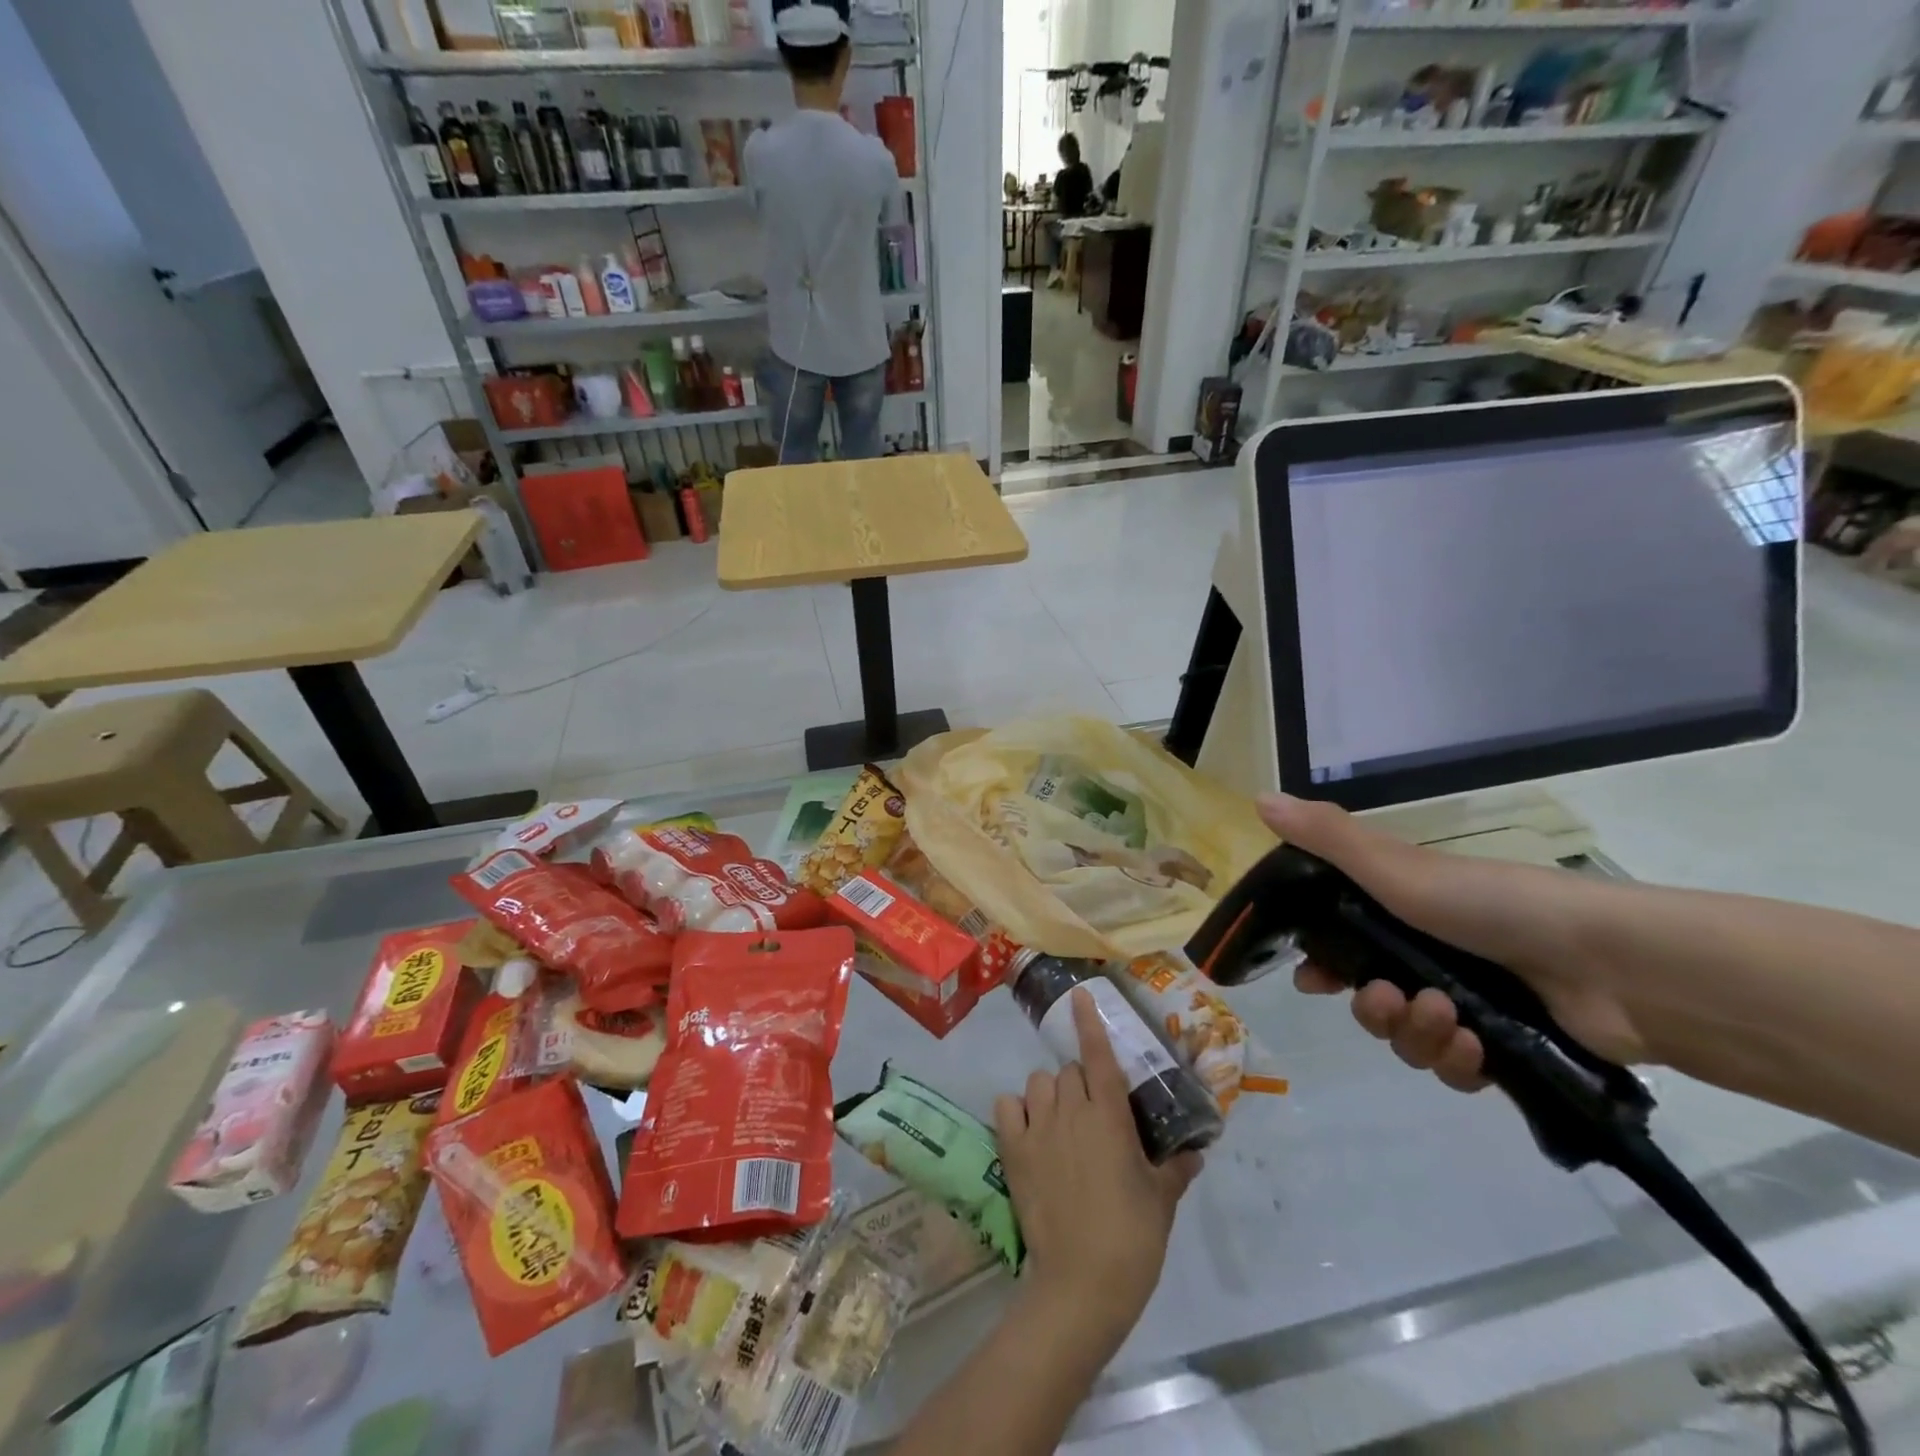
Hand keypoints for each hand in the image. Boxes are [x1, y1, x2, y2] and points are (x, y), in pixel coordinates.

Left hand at [995, 988, 1200, 1352]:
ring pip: (1038, 1082)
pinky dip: (1016, 1110)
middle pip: (1070, 1070)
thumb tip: (1195, 1153)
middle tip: (1093, 1113)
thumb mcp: (1162, 1200)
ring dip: (1050, 1093)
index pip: (1098, 1055)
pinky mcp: (1013, 1149)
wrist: (1082, 1282)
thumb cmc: (1132, 1237)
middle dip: (1081, 1082)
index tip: (1079, 995)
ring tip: (1060, 1122)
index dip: (1088, 1022)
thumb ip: (1177, 1168)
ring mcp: (1039, 1127)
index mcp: (1109, 1115)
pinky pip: (1007, 1106)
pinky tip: (1028, 1129)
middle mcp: (1071, 1109)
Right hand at [1256, 794, 1648, 1089]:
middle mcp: (1431, 955)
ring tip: (1445, 1022)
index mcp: (1403, 911)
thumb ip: (1326, 839)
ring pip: (1408, 1036)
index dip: (1320, 960)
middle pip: (1370, 995)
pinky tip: (1472, 1050)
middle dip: (1370, 1007)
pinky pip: (1454, 1068)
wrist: (1615, 965)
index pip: (1342, 938)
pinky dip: (1455, 1062)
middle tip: (1387, 1000)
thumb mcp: (1397, 867)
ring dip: (1413, 1035)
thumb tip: (1257, 797)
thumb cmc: (1491, 905)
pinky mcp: (1508, 1048)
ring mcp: (1471, 1002)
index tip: (1311, 978)